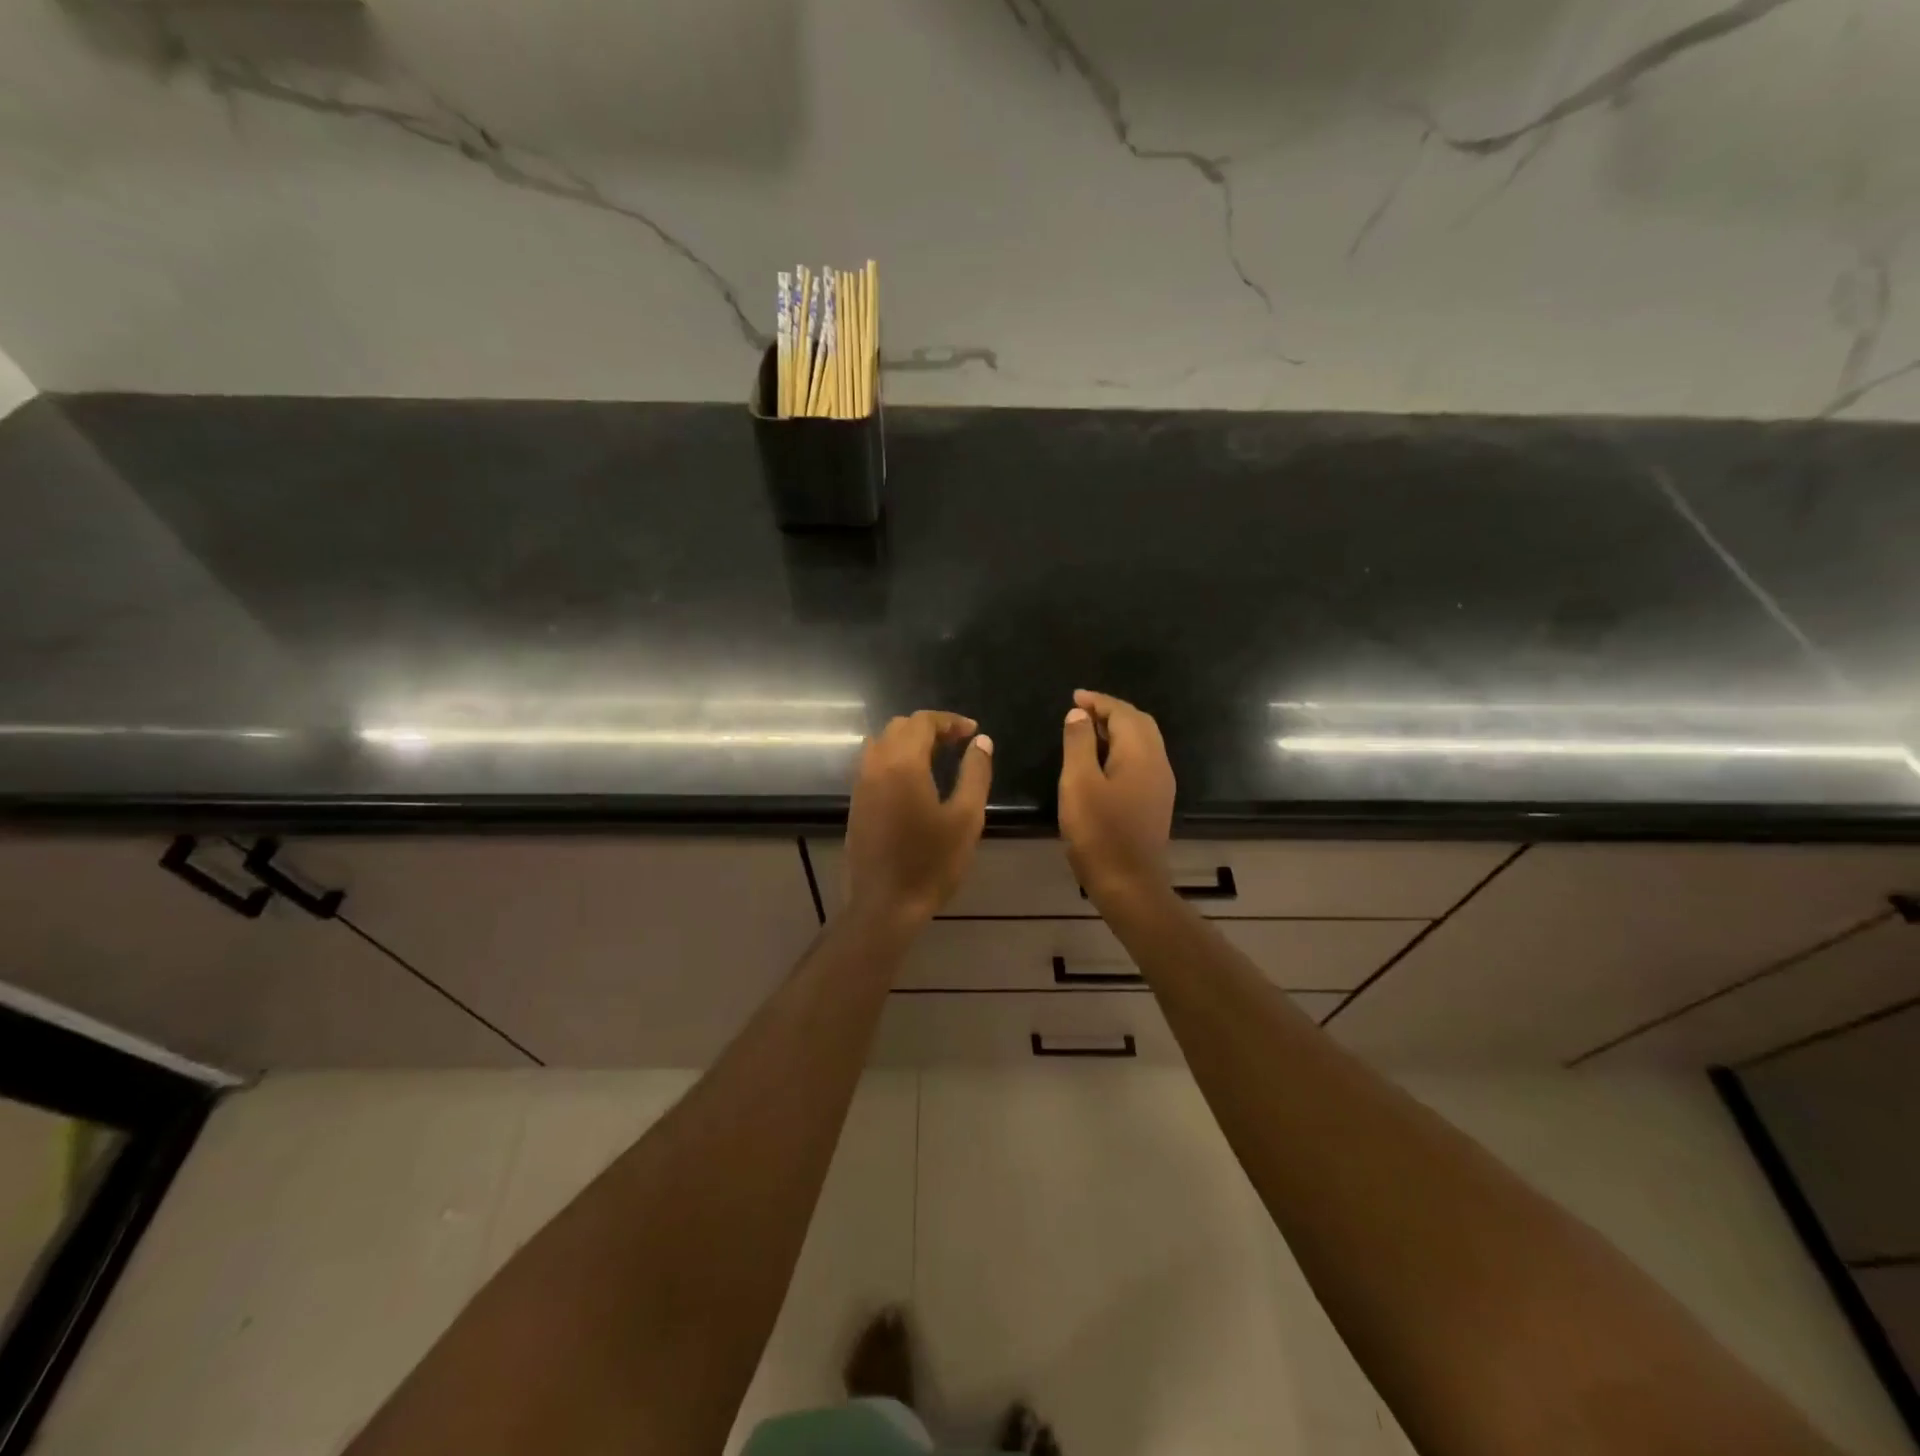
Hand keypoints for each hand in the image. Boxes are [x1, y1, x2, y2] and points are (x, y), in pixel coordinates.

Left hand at [845, 711, 992, 924]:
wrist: (884, 905)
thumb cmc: (931, 863)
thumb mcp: (966, 818)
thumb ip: (975, 773)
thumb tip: (981, 742)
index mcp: (902, 763)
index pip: (923, 722)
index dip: (950, 721)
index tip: (973, 732)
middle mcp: (875, 765)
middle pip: (899, 727)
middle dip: (930, 728)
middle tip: (958, 743)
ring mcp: (861, 784)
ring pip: (882, 743)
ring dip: (909, 741)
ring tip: (937, 758)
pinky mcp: (856, 802)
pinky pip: (873, 763)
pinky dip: (895, 758)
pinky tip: (915, 781)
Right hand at [1058, 689, 1174, 910]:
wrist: (1129, 883)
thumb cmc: (1099, 832)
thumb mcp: (1078, 782)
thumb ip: (1079, 743)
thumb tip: (1080, 715)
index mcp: (1141, 753)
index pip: (1123, 712)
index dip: (1098, 701)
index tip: (1074, 697)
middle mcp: (1158, 762)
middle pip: (1139, 723)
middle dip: (1111, 711)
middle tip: (1080, 711)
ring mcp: (1160, 784)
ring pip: (1142, 742)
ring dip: (1117, 730)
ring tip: (1086, 731)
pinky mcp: (1155, 801)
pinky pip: (1141, 761)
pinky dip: (1121, 749)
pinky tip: (1100, 761)